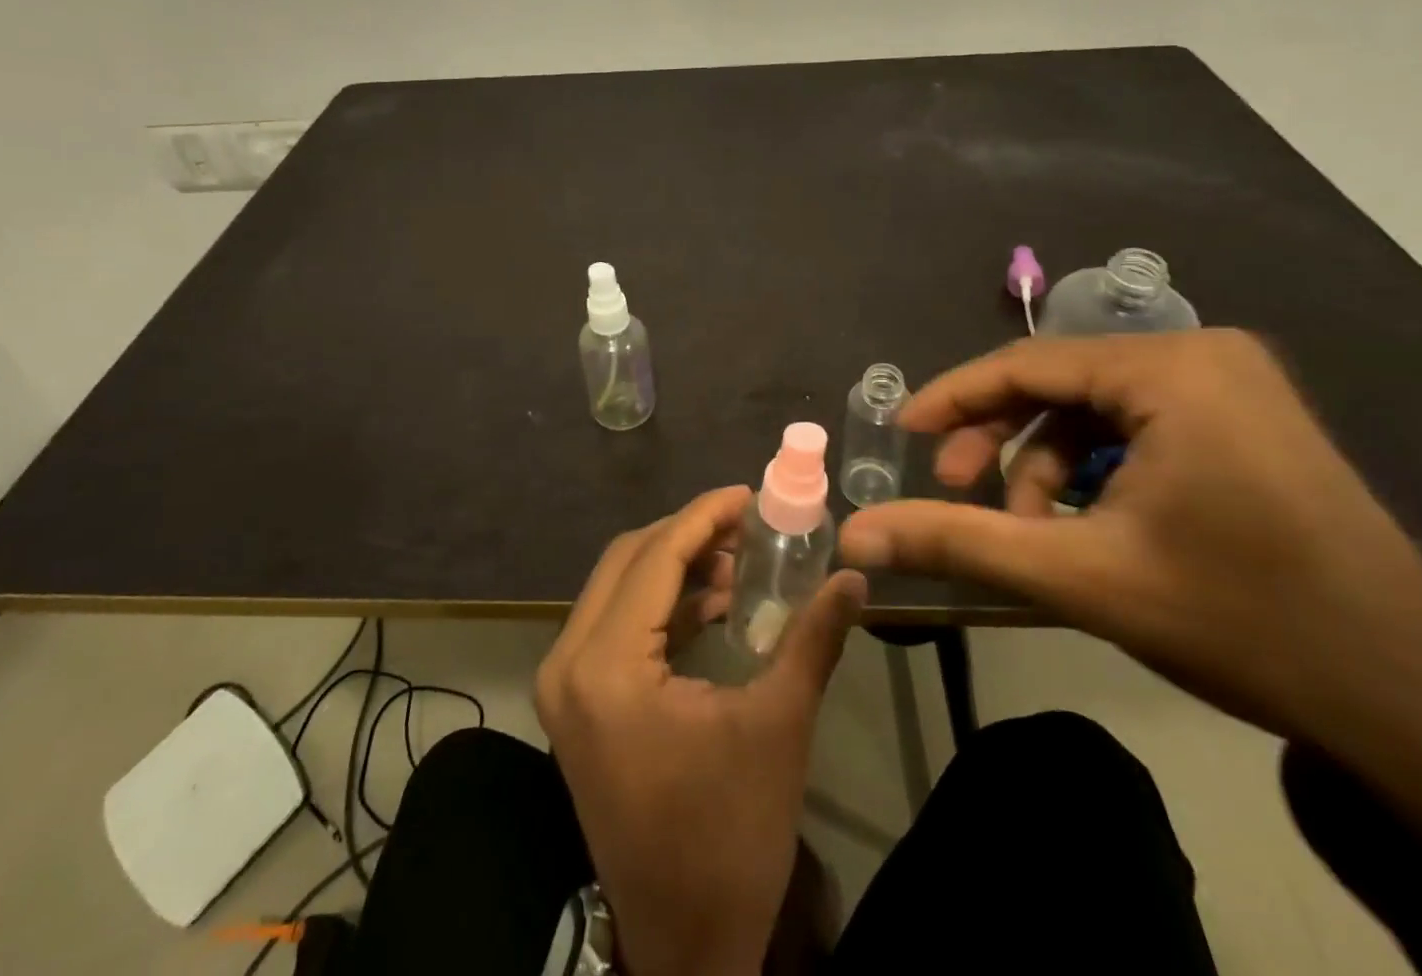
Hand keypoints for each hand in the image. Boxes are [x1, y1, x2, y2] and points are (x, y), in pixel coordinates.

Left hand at [537, 486, 864, 975]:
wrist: (685, 948)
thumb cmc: (730, 837)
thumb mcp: (778, 727)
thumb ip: (813, 639)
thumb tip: (855, 579)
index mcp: (605, 666)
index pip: (655, 558)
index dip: (704, 516)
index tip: (748, 492)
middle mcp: (568, 663)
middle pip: (629, 561)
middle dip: (690, 534)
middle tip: (749, 525)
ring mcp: (566, 685)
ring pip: (619, 588)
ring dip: (677, 567)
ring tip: (741, 563)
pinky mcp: (578, 704)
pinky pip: (616, 624)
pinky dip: (663, 604)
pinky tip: (715, 606)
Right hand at [841, 330, 1421, 865]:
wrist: (1416, 710)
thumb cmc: (1241, 623)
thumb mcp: (1080, 578)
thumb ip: (956, 542)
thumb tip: (852, 536)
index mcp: (1172, 368)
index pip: (1027, 365)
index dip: (954, 398)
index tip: (903, 433)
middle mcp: (1206, 355)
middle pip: (1061, 383)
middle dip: (1002, 439)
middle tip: (959, 489)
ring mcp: (1238, 385)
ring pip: (1098, 406)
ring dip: (1047, 462)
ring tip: (1031, 528)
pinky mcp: (1252, 420)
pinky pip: (1139, 423)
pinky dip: (1096, 467)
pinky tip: (1085, 521)